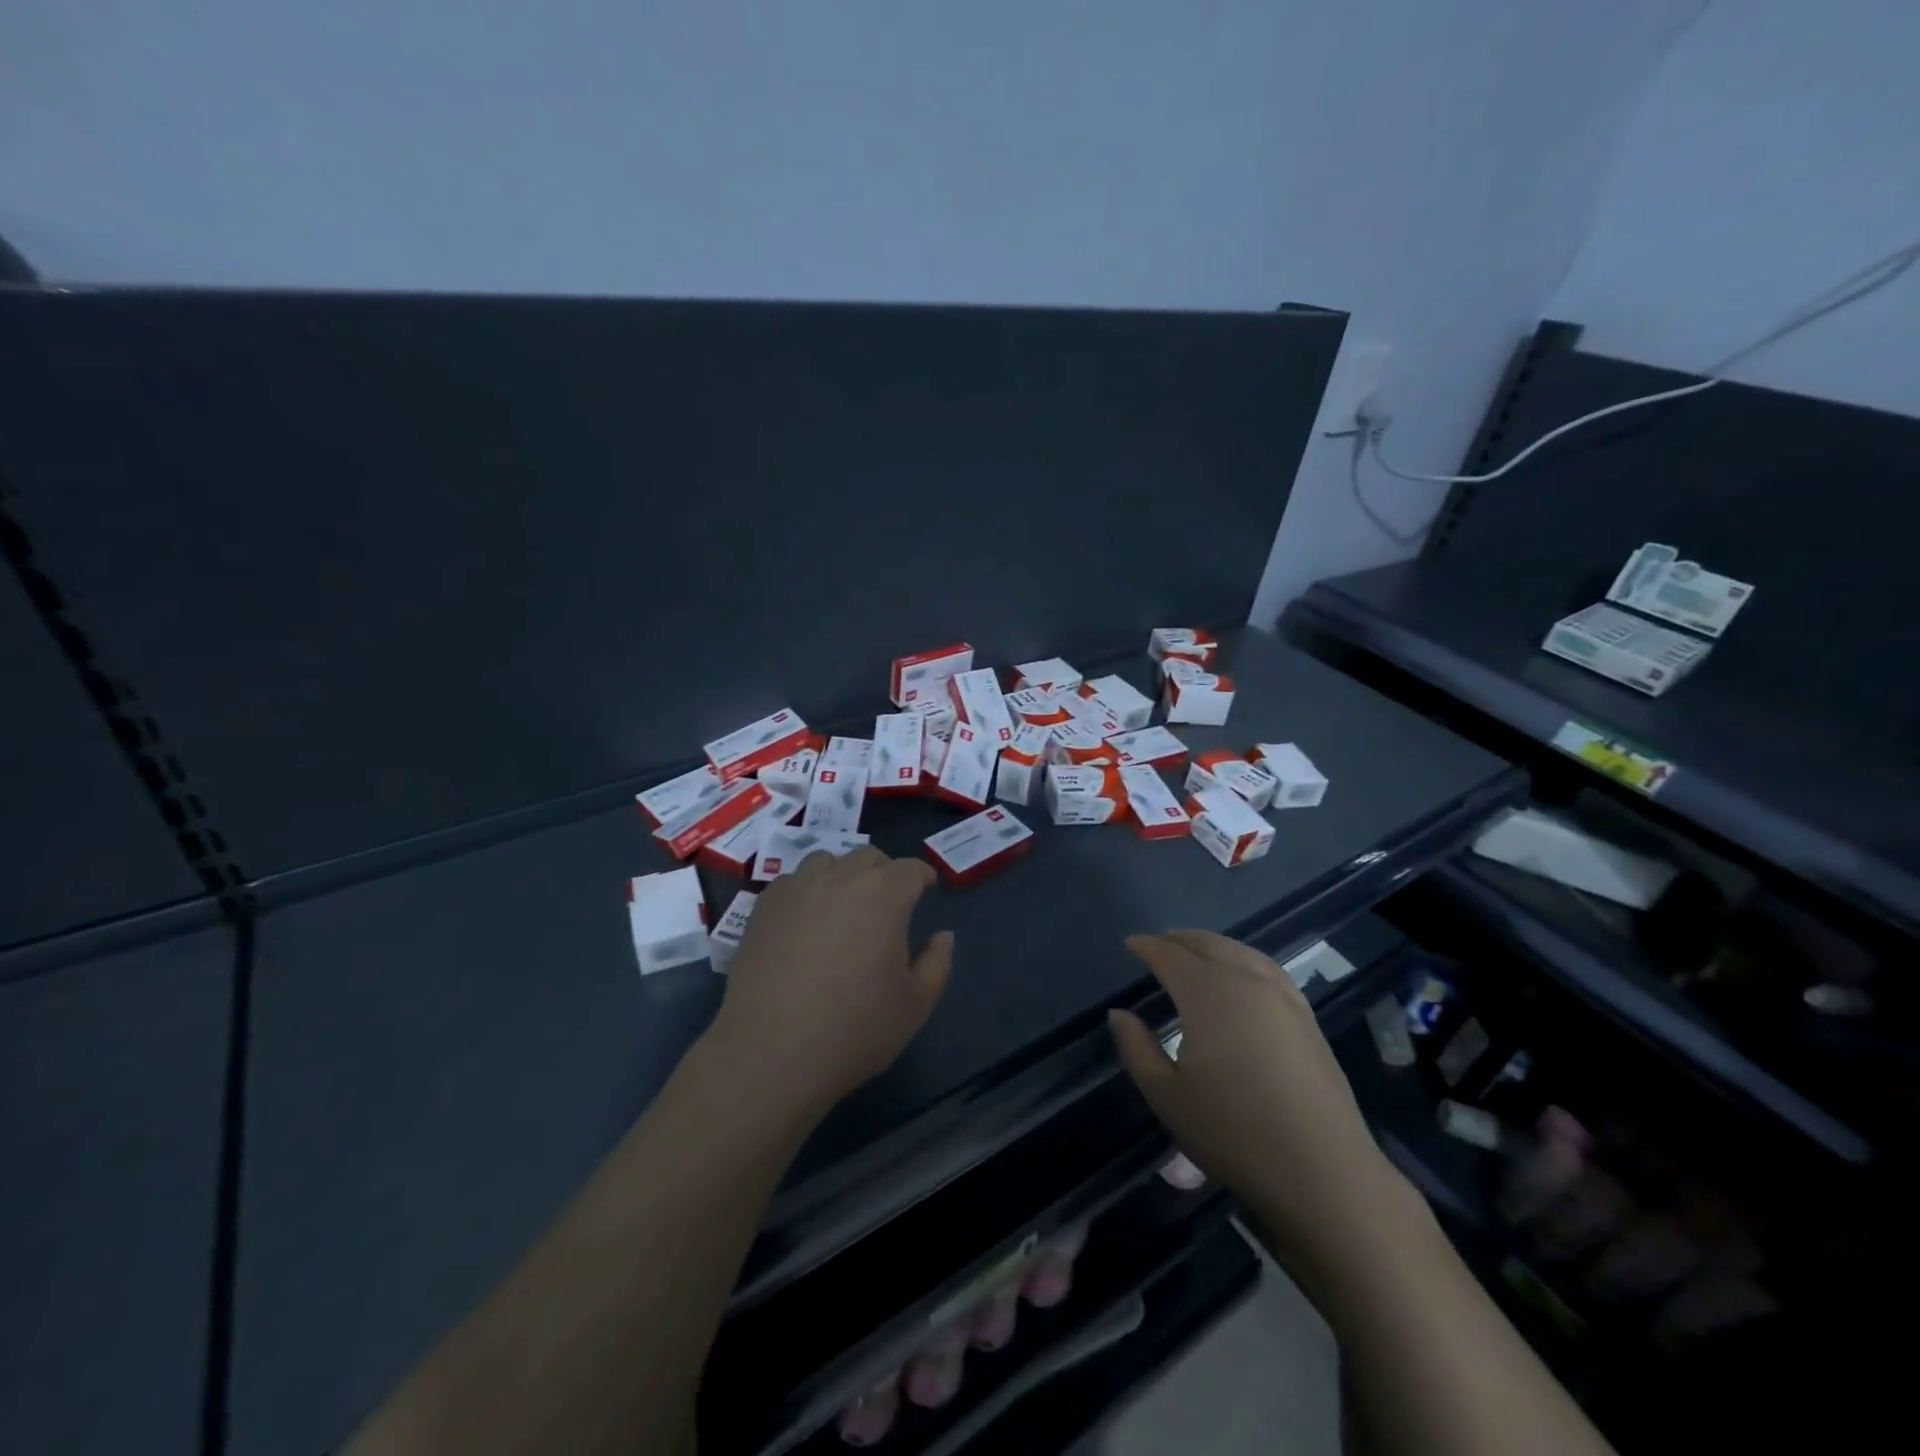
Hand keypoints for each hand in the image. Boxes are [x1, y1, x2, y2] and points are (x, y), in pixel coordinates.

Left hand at [705, 847, 953, 1117]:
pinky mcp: (764, 906)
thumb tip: (943, 935)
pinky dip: (807, 891)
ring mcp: (797, 888)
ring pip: (827, 862)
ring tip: (843, 906)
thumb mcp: (915, 1004)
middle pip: (869, 858)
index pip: (911, 869)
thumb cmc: (854, 1029)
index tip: (927, 889)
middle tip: (888, 903)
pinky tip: (805, 921)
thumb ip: (937, 962)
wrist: (770, 1052)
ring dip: (843, 875)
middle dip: (885, 873)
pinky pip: (793, 882)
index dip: (923, 877)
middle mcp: (841, 878)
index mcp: (884, 895)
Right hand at [1108, 931, 1415, 1279]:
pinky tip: (1242, 976)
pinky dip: (1243, 959)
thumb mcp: (1166, 1095)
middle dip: (1178, 939)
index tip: (1130, 944)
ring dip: (1212, 945)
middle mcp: (1245, 980)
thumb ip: (1136, 1048)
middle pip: (1207, 944)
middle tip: (1158, 944)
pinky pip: (1266, 968)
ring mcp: (1282, 996)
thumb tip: (1120, 1013)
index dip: (1146, 947)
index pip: (1169, 955)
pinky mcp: (1307, 1017)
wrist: (1323, 1171)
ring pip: (1240, 951)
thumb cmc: (1233, 1132)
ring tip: (1195, 952)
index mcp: (1207, 992)